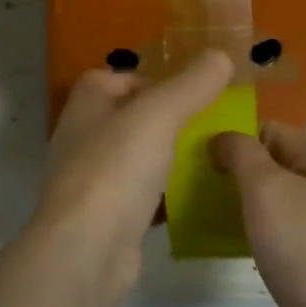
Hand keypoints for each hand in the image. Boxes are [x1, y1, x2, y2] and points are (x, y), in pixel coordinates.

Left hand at [29, 50, 233, 306]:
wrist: (86, 251)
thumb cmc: (117, 168)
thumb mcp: (160, 114)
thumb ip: (191, 84)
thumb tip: (221, 55)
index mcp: (87, 104)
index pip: (116, 78)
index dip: (151, 79)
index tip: (187, 92)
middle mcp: (83, 137)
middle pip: (130, 117)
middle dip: (167, 120)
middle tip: (208, 124)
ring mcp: (92, 179)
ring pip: (137, 157)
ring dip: (167, 157)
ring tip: (209, 158)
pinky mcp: (106, 217)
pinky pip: (141, 195)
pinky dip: (164, 195)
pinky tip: (194, 199)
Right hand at [210, 122, 305, 306]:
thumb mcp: (266, 186)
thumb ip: (241, 153)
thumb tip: (222, 138)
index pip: (270, 129)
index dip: (235, 136)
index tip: (199, 154)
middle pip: (272, 166)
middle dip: (235, 172)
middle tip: (196, 187)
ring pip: (274, 203)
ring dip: (243, 206)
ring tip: (206, 217)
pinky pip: (280, 237)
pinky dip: (257, 237)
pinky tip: (235, 249)